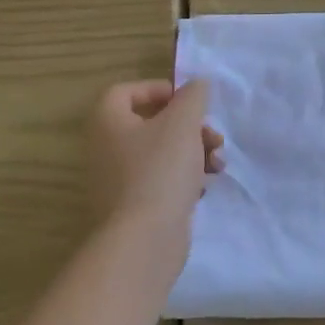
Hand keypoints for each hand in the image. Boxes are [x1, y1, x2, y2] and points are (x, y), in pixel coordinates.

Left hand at [90, 80, 223, 248]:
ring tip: (217, 163)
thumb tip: (197, 85)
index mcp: (108, 123)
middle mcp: (106, 149)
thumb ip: (193, 96)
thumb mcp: (183, 123)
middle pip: (152, 124)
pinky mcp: (135, 207)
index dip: (159, 90)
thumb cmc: (160, 170)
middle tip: (212, 136)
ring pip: (162, 153)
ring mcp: (119, 181)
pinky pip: (162, 180)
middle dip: (190, 127)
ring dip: (194, 152)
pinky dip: (185, 178)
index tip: (188, 101)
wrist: (144, 240)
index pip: (125, 92)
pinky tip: (205, 186)